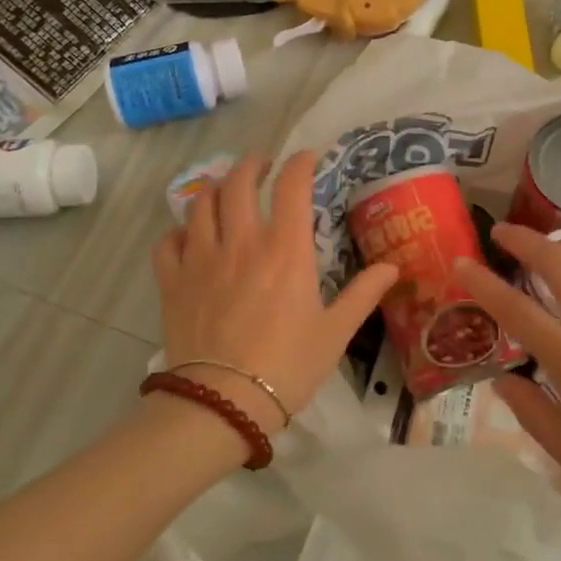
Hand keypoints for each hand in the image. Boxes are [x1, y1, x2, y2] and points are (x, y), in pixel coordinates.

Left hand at [152, 151, 396, 432]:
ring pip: (201, 203)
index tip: (307, 158)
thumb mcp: (335, 332)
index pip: (292, 187)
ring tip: (226, 191)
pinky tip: (188, 236)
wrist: (224, 403)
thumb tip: (393, 267)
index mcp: (285, 250)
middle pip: (239, 182)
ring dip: (216, 189)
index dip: (300, 163)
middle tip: (263, 165)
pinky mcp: (173, 281)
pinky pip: (168, 241)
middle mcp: (241, 242)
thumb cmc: (288, 366)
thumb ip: (364, 294)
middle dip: (252, 164)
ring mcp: (201, 259)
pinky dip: (178, 231)